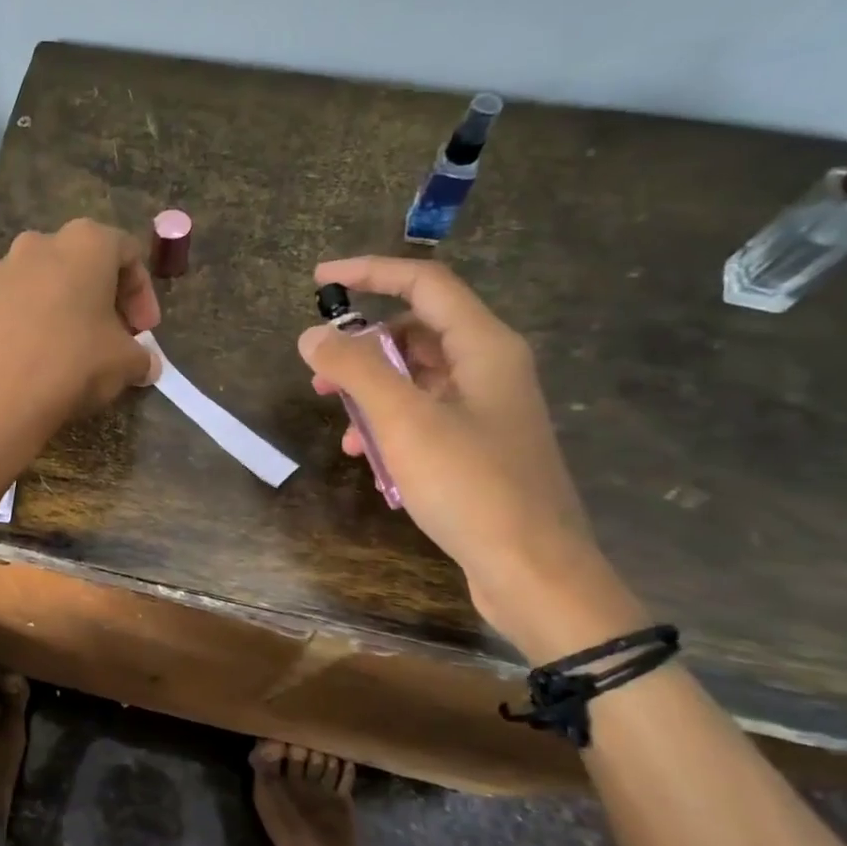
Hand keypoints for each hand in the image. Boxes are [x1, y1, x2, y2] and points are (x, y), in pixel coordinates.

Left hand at [0, 219, 160, 476]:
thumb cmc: (70, 366)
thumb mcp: (124, 365)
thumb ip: (141, 357)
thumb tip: (146, 365)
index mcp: (83, 244)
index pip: (126, 252)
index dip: (141, 293)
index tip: (144, 331)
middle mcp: (34, 245)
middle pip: (76, 264)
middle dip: (96, 299)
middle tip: (106, 339)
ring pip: (33, 286)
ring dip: (52, 311)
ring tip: (60, 353)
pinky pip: (0, 311)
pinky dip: (15, 329)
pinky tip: (21, 364)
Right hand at [297, 257, 641, 658]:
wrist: (533, 572)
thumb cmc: (472, 486)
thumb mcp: (405, 421)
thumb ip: (355, 369)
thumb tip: (313, 334)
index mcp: (484, 347)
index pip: (425, 284)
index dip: (370, 273)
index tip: (319, 281)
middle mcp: (490, 369)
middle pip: (416, 332)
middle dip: (362, 348)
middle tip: (319, 374)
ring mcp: (486, 411)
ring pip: (416, 380)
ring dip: (372, 396)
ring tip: (343, 428)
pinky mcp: (478, 448)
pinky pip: (424, 418)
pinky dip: (391, 428)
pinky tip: (371, 461)